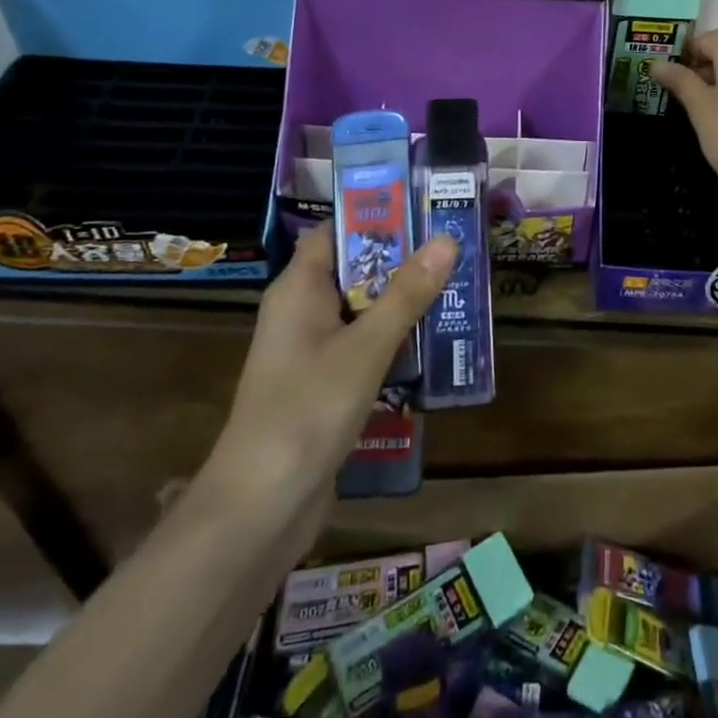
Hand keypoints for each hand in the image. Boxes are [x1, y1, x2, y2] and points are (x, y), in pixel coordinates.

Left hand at [202, 227, 455, 518]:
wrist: (260, 507)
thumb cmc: (307, 410)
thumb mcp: (366, 347)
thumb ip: (407, 294)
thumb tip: (446, 239)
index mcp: (298, 289)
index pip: (336, 232)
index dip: (376, 217)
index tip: (425, 209)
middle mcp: (300, 312)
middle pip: (354, 270)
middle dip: (402, 262)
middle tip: (455, 250)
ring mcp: (309, 352)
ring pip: (362, 312)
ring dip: (402, 304)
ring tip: (457, 291)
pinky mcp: (322, 387)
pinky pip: (362, 348)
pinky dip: (393, 342)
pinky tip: (433, 347)